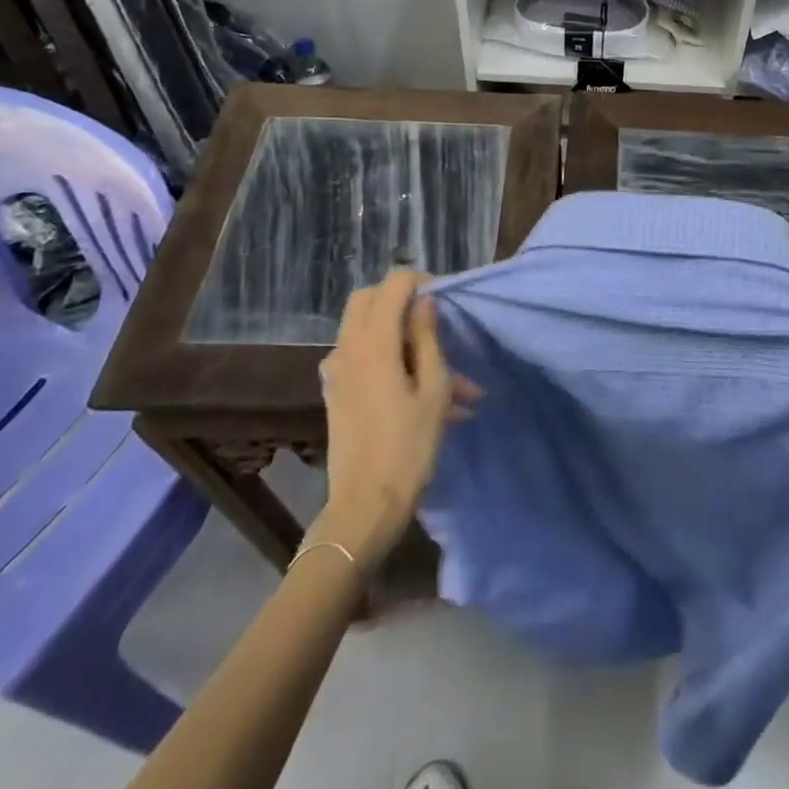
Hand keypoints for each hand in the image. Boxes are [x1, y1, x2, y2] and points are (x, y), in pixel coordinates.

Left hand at [309, 272, 479, 564]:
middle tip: (436, 321)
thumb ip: (427, 339)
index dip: (421, 282)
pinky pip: (361, 358)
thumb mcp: (433, 389)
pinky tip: (420, 393)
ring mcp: (337, 372)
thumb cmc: (408, 446)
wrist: (365, 506)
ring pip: (365, 330)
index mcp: (374, 342)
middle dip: (402, 300)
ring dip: (402, 337)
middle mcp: (348, 348)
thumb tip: (424, 301)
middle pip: (368, 299)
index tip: (446, 301)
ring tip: (452, 380)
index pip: (393, 284)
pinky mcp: (336, 393)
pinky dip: (389, 359)